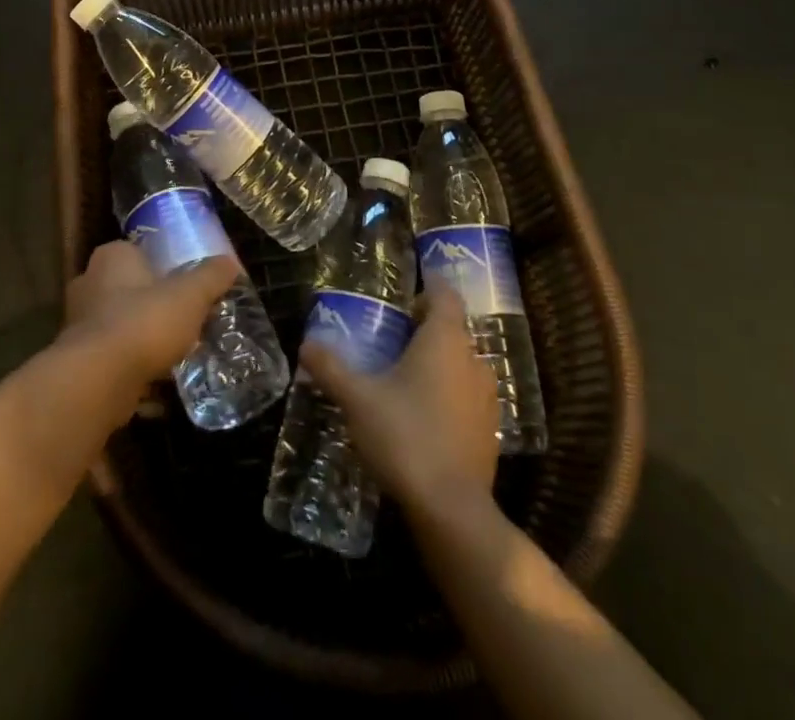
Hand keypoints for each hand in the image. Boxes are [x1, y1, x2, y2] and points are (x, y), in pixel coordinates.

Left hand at [62, 241, 237, 397]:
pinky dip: (132, 369)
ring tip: (174, 353)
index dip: (162, 266)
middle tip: (183, 319)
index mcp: (112, 257)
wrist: (98, 381)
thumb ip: (210, 277)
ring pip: (120, 325)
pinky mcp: (79, 362)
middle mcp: (89, 283)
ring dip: (142, 338)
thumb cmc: (144, 322)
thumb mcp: (190, 295)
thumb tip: (229, 263)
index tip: (184, 285)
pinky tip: (157, 386)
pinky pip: (113, 360)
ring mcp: (79, 324)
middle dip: (152, 304)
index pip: (137, 252)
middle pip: (128, 289)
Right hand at [300, 288, 498, 512]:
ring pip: (461, 363)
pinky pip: (467, 395)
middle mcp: (472, 360)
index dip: (429, 284)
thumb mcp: (358, 399)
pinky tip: (421, 411)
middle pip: (453, 328)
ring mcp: (486, 397)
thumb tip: (305, 345)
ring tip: (403, 371)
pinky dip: (447, 392)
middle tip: (392, 331)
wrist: (452, 510)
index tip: (407, 287)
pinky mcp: (489, 431)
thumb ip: (331, 368)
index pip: (445, 294)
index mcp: (445, 339)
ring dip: (438, 360)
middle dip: (425, 325)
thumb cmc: (405, 436)